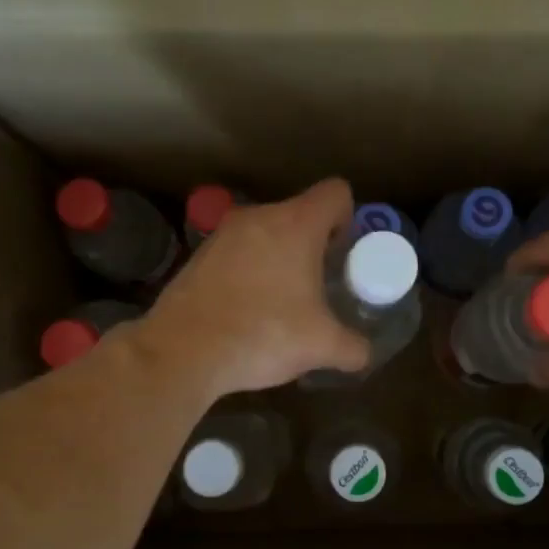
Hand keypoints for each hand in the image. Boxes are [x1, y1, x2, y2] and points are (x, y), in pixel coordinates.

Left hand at [137, 178, 372, 397]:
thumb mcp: (321, 346)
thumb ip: (352, 346)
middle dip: (314, 245)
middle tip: (319, 285)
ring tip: (283, 302)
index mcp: (296, 224)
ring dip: (279, 258)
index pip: (336, 193)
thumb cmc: (264, 335)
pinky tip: (248, 310)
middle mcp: (258, 217)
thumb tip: (364, 354)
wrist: (184, 352)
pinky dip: (249, 272)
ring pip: (265, 233)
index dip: (348, 219)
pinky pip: (238, 254)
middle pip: (299, 213)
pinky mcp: (198, 256)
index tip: (343, 256)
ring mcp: (222, 234)